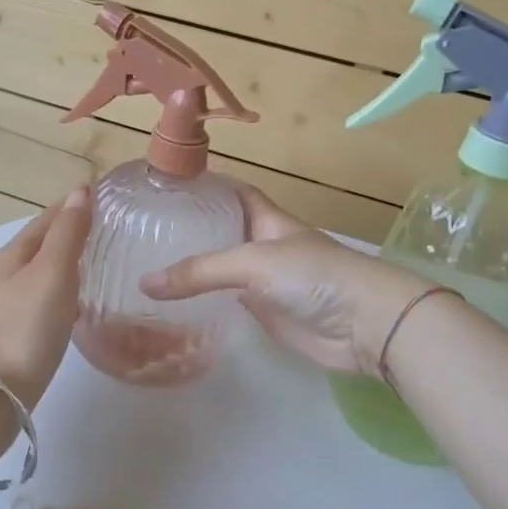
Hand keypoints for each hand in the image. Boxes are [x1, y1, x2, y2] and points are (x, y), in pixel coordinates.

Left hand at [0, 187, 92, 409]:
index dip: (74, 206)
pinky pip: (41, 305)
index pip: (47, 219)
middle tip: (109, 231)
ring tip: (99, 267)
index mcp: (12, 255)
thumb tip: (80, 190)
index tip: (105, 198)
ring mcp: (4, 309)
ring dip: (66, 267)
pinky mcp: (10, 340)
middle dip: (71, 234)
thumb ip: (67, 233)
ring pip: (40, 277)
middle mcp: (4, 277)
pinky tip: (76, 310)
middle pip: (41, 246)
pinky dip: (61, 297)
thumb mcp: (51, 273)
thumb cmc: (21, 328)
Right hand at [140, 184, 435, 377]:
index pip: (230, 191)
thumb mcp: (254, 262)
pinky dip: (204, 300)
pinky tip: (173, 303)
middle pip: (221, 230)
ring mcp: (263, 280)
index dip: (203, 185)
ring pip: (220, 267)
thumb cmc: (314, 275)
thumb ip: (201, 271)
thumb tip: (145, 283)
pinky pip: (227, 301)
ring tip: (146, 262)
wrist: (364, 324)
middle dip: (189, 227)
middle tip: (142, 229)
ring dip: (193, 267)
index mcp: (265, 218)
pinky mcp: (264, 312)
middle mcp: (261, 244)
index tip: (164, 184)